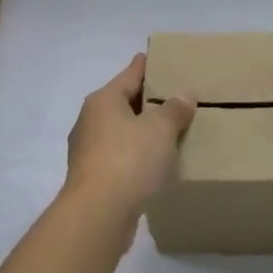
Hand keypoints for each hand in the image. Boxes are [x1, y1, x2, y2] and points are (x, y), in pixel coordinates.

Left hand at [64, 55, 195, 223]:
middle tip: (174, 97)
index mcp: (103, 101)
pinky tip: (155, 164)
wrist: (98, 215)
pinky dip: (136, 156)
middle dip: (147, 101)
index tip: (157, 57)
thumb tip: (184, 95)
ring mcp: (88, 152)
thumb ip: (174, 109)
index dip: (145, 66)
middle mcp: (90, 121)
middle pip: (123, 103)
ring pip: (121, 132)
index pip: (130, 74)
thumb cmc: (129, 159)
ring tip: (169, 131)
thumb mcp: (160, 128)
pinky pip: (120, 157)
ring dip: (141, 131)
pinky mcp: (93, 179)